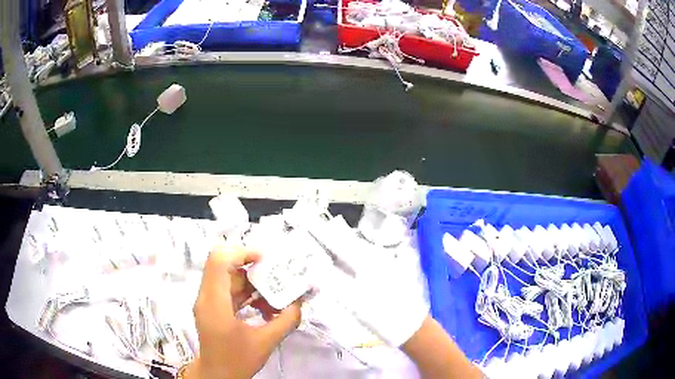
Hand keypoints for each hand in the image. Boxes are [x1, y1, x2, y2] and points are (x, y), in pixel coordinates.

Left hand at [184, 247, 301, 378]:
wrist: (217, 375)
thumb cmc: (237, 360)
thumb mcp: (265, 343)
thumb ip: (285, 321)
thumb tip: (300, 302)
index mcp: (214, 302)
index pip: (219, 261)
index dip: (241, 252)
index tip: (266, 259)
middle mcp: (206, 296)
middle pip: (224, 265)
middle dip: (251, 266)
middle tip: (275, 272)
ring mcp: (208, 301)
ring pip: (228, 277)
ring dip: (252, 281)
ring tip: (274, 293)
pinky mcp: (213, 307)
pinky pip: (229, 290)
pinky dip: (248, 293)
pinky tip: (265, 306)